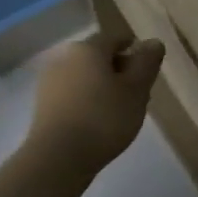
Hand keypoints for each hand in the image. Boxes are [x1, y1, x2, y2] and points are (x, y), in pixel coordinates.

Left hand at [26, 32, 164, 177]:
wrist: (58, 158)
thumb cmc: (104, 118)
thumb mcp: (136, 90)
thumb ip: (147, 63)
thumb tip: (153, 42)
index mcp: (88, 48)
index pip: (116, 38)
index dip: (135, 50)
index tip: (148, 71)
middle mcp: (64, 58)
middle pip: (99, 57)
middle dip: (120, 70)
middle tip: (139, 94)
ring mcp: (50, 82)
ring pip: (86, 76)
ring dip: (104, 87)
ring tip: (121, 111)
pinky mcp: (44, 105)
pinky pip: (73, 94)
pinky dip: (89, 101)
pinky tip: (99, 122)